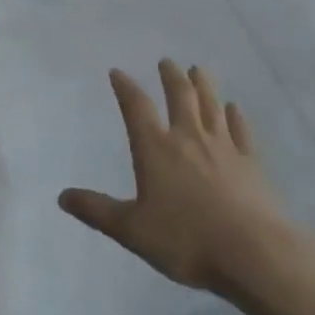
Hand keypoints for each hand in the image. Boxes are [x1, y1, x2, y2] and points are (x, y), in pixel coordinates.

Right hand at [59, 61, 314, 297]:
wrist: (252, 253)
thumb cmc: (185, 240)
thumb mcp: (131, 230)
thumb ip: (97, 211)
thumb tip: (63, 196)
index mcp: (156, 148)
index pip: (136, 108)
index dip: (125, 87)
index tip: (117, 72)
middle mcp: (188, 138)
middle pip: (180, 97)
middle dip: (171, 77)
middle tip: (166, 61)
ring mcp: (223, 147)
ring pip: (211, 106)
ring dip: (203, 85)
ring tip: (198, 69)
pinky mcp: (251, 163)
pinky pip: (241, 131)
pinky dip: (236, 117)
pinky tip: (235, 109)